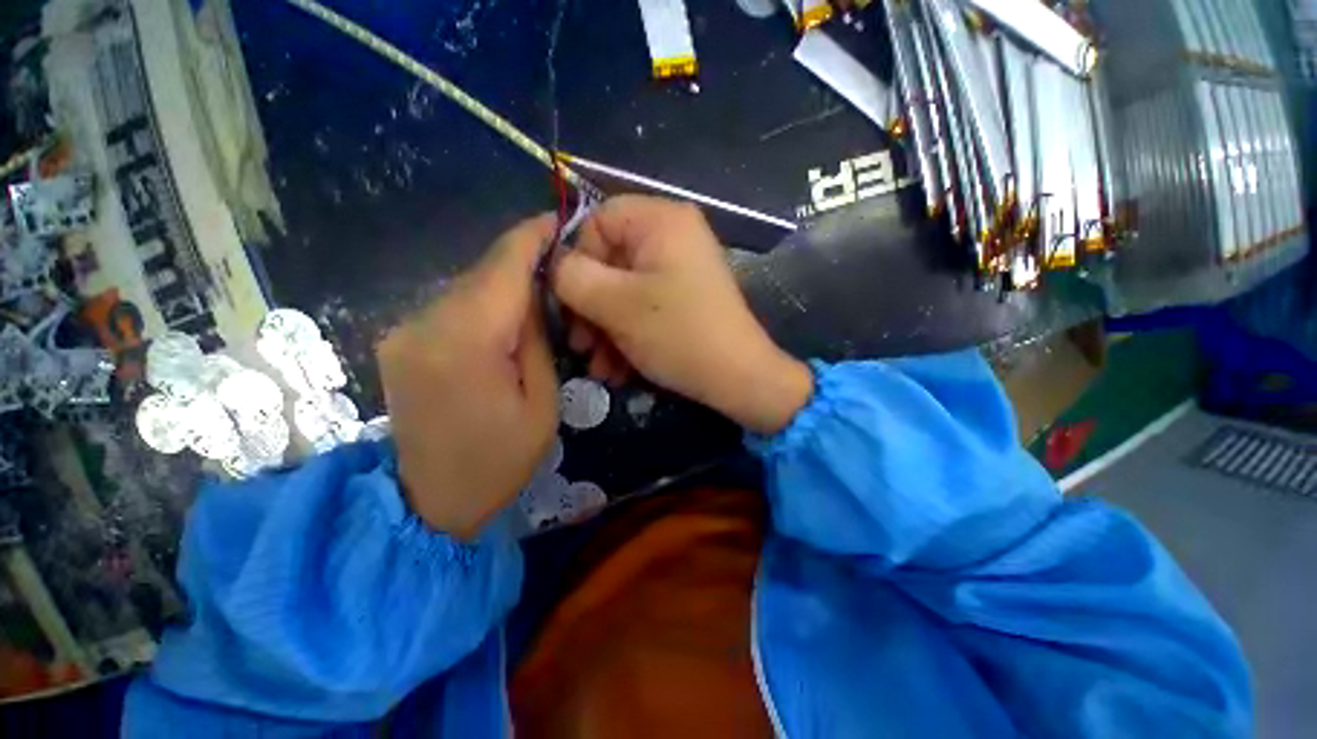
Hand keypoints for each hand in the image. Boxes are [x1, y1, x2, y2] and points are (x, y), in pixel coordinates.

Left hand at [377, 215, 558, 538]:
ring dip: (504, 285)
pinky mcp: (400, 343)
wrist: (431, 502)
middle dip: (523, 261)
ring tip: (539, 297)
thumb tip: (530, 298)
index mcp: (465, 342)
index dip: (531, 237)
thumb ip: (535, 339)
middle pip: (482, 273)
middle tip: (560, 265)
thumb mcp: (542, 402)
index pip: (502, 266)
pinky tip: (504, 322)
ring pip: (467, 287)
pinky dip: (483, 304)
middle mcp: (424, 325)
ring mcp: (404, 332)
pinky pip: (451, 307)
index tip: (557, 220)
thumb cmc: (500, 460)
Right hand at [552, 195, 811, 434]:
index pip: (598, 220)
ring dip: (604, 330)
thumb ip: (572, 277)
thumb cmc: (679, 334)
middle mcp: (673, 237)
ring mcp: (680, 271)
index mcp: (661, 221)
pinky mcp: (683, 299)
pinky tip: (617, 370)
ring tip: (598, 367)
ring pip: (623, 291)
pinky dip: (626, 335)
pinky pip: (644, 307)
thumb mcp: (616, 305)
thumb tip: (555, 267)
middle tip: (579, 344)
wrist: (738, 379)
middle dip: (589, 307)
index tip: (570, 301)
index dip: (576, 258)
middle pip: (610, 260)